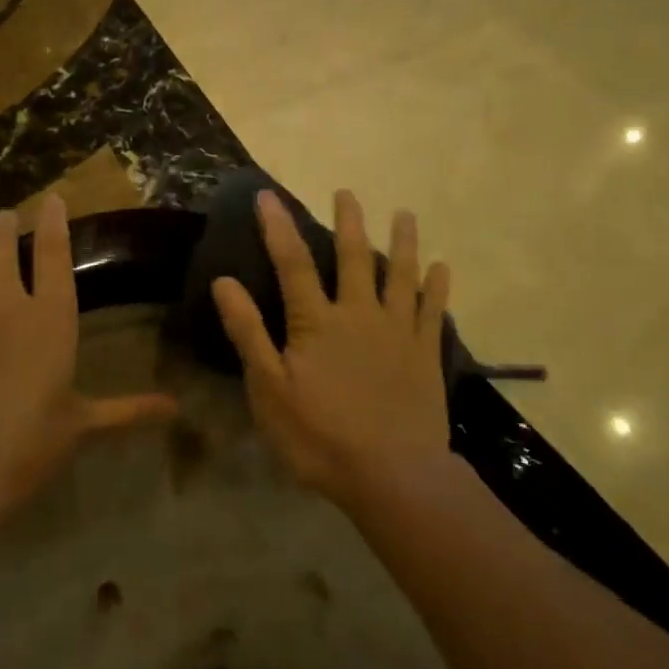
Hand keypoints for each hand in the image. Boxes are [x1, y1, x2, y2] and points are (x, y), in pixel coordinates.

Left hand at [0, 195, 178, 518]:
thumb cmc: (29, 446)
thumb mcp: (83, 424)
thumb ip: (129, 409)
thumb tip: (177, 409)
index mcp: (49, 316)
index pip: (54, 251)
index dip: (53, 219)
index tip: (51, 199)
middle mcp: (3, 299)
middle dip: (3, 223)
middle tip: (4, 221)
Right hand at [212, 190, 452, 507]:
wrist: (392, 476)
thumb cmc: (320, 436)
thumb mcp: (269, 390)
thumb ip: (249, 333)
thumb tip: (224, 282)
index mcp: (317, 322)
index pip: (292, 262)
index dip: (278, 226)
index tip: (268, 195)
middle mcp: (359, 314)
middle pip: (353, 257)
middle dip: (349, 222)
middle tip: (347, 193)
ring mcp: (398, 331)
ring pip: (400, 275)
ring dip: (402, 242)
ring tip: (405, 214)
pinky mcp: (426, 353)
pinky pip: (434, 311)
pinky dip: (438, 287)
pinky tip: (443, 267)